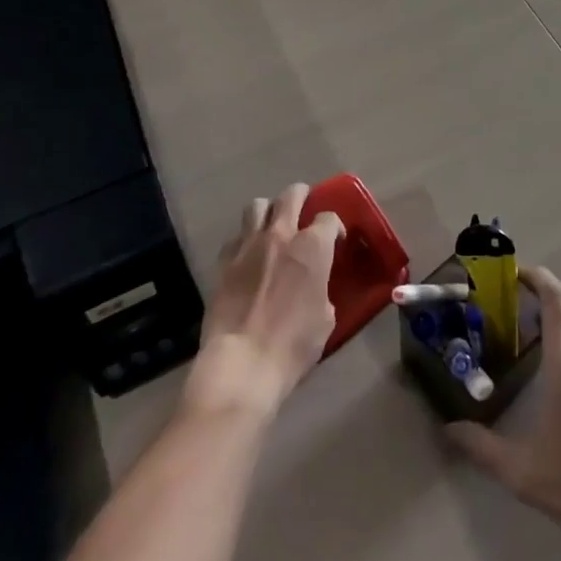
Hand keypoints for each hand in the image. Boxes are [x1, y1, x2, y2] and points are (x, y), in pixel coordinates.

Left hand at [182, 184, 343, 423]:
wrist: (242, 365)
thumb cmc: (292, 346)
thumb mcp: (325, 319)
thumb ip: (322, 289)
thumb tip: (315, 285)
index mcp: (312, 247)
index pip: (328, 218)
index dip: (335, 226)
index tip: (335, 240)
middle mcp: (281, 235)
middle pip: (292, 195)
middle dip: (302, 196)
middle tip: (305, 207)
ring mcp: (249, 245)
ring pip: (258, 205)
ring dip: (269, 210)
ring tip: (272, 224)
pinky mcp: (224, 261)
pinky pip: (236, 236)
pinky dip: (245, 239)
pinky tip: (248, 255)